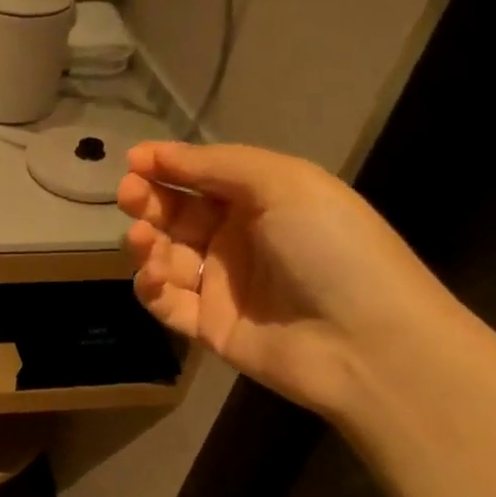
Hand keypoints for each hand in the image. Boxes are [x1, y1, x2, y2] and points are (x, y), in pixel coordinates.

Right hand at [116, 141, 468, 418]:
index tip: (133, 160)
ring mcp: (220, 284)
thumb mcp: (285, 184)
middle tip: (129, 196)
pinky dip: (151, 286)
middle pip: (176, 215)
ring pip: (165, 257)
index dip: (167, 166)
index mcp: (262, 201)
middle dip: (149, 202)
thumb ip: (217, 164)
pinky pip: (166, 301)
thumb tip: (153, 153)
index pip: (201, 177)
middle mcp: (238, 239)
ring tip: (144, 240)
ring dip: (146, 244)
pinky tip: (154, 276)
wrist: (366, 343)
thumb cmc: (331, 249)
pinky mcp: (207, 325)